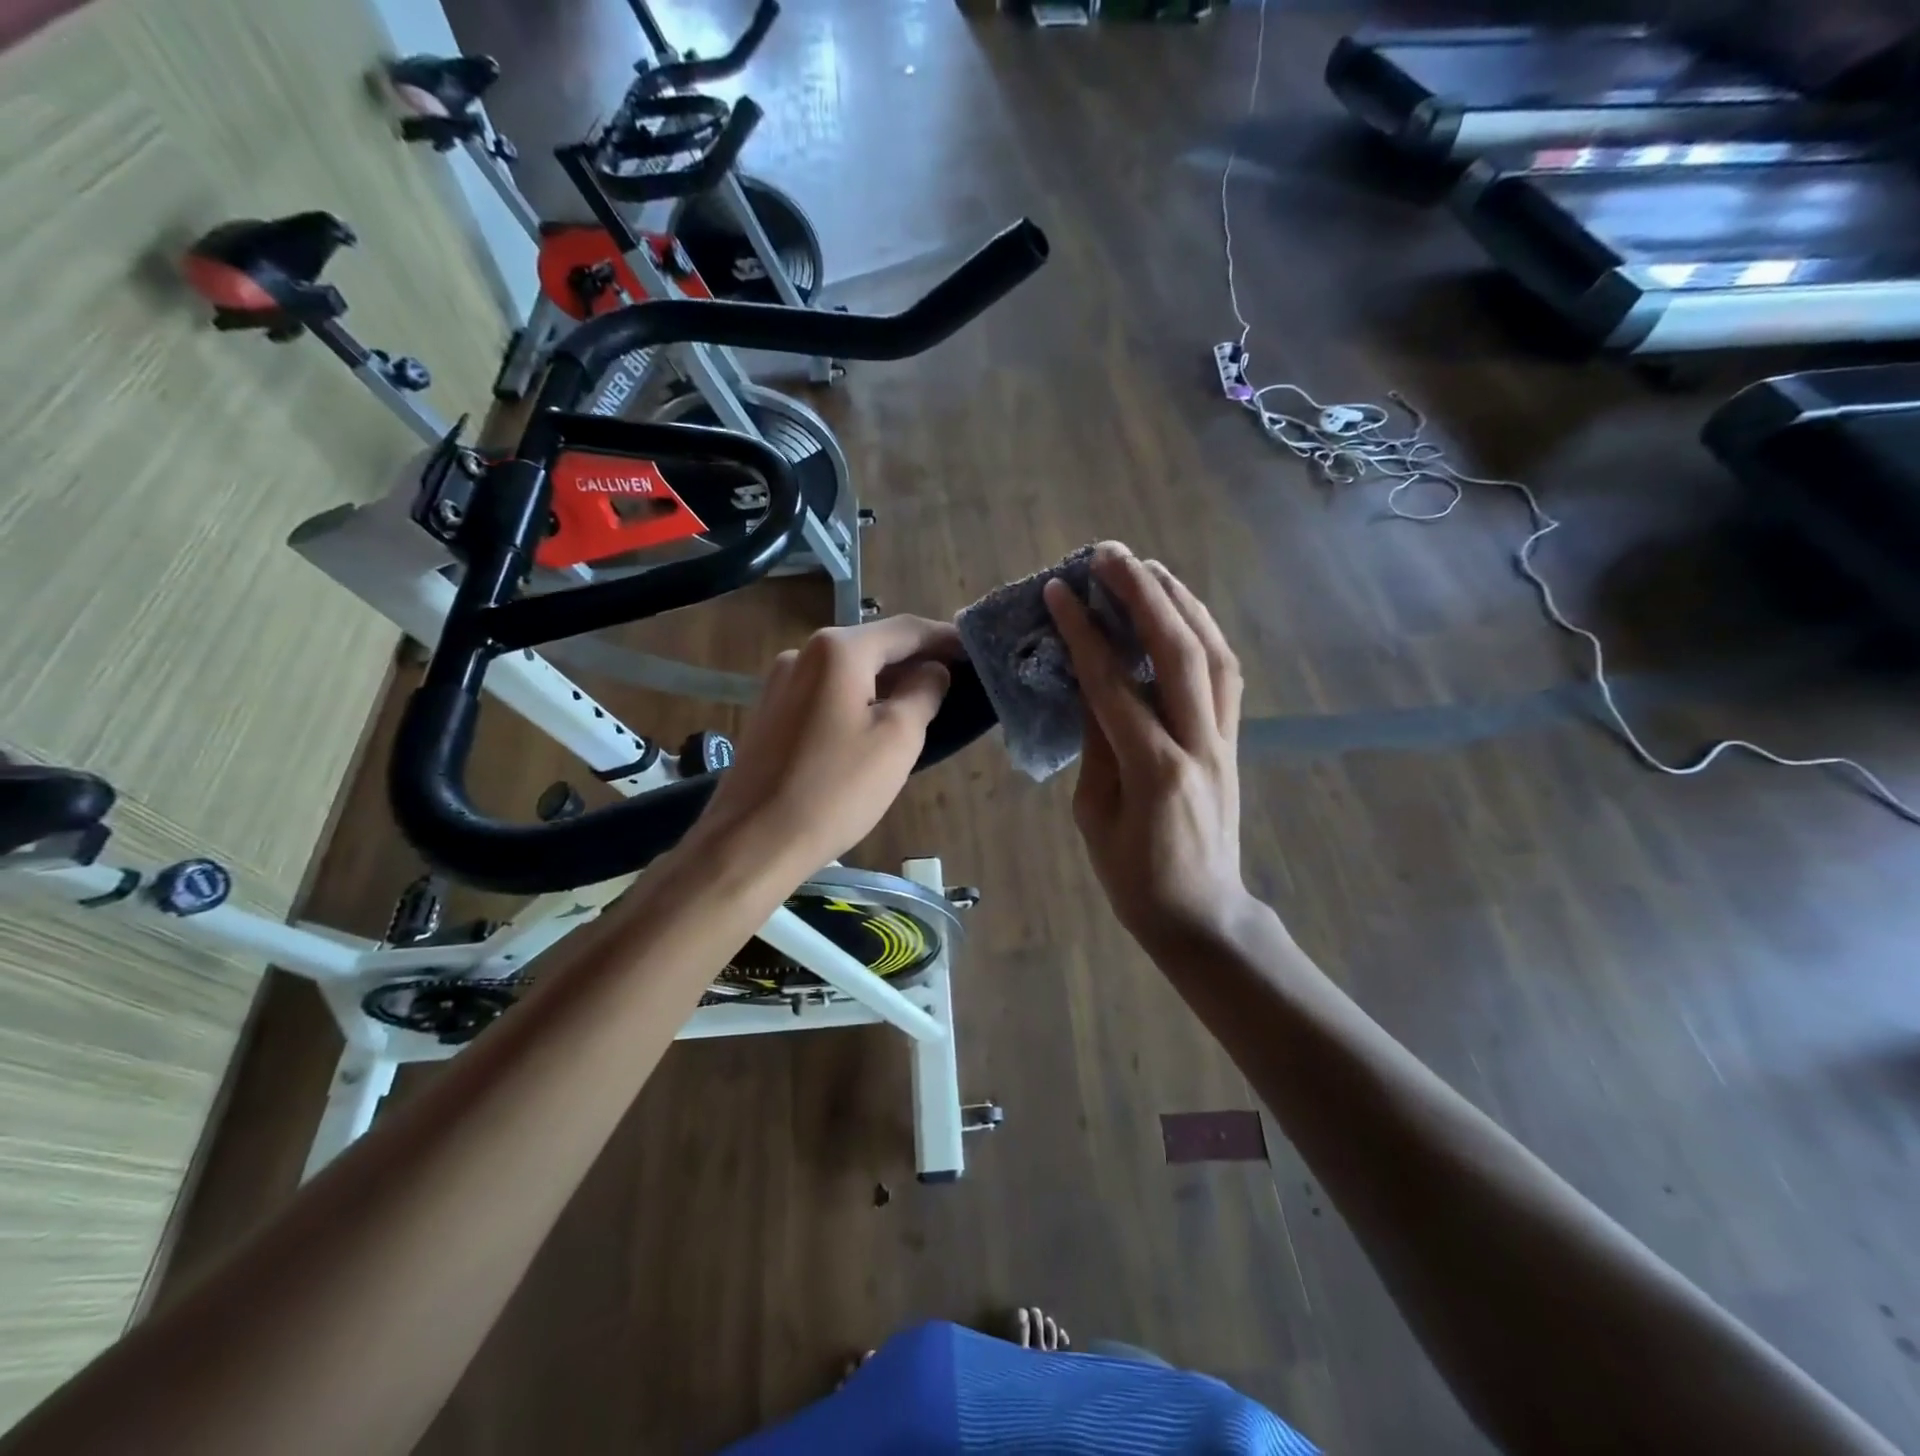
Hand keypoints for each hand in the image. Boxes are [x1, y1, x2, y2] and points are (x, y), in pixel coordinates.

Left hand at [692, 616, 958, 881]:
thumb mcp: (896, 739)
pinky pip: (827, 693)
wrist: (752, 841)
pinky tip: (876, 724)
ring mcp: (781, 683)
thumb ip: (923, 693)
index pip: (905, 630)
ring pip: (849, 672)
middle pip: (874, 646)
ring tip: (924, 703)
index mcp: (838, 650)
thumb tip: (934, 671)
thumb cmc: (835, 789)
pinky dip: (859, 699)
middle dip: (916, 660)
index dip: (945, 639)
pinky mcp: (771, 713)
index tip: (976, 651)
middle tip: (957, 680)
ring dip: (888, 682)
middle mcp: (803, 653)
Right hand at [1044, 544, 1251, 951]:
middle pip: (1178, 652)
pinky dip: (1202, 631)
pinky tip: (1180, 610)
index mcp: (1154, 771)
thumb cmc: (1134, 878)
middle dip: (1143, 595)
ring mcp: (1225, 740)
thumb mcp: (1095, 816)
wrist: (1202, 914)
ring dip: (1180, 601)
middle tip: (1108, 555)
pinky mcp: (1234, 740)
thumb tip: (1089, 686)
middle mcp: (1199, 744)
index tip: (1060, 591)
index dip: (1085, 634)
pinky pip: (1225, 673)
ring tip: (1146, 567)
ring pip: (1213, 653)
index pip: (1115, 686)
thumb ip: (1094, 746)